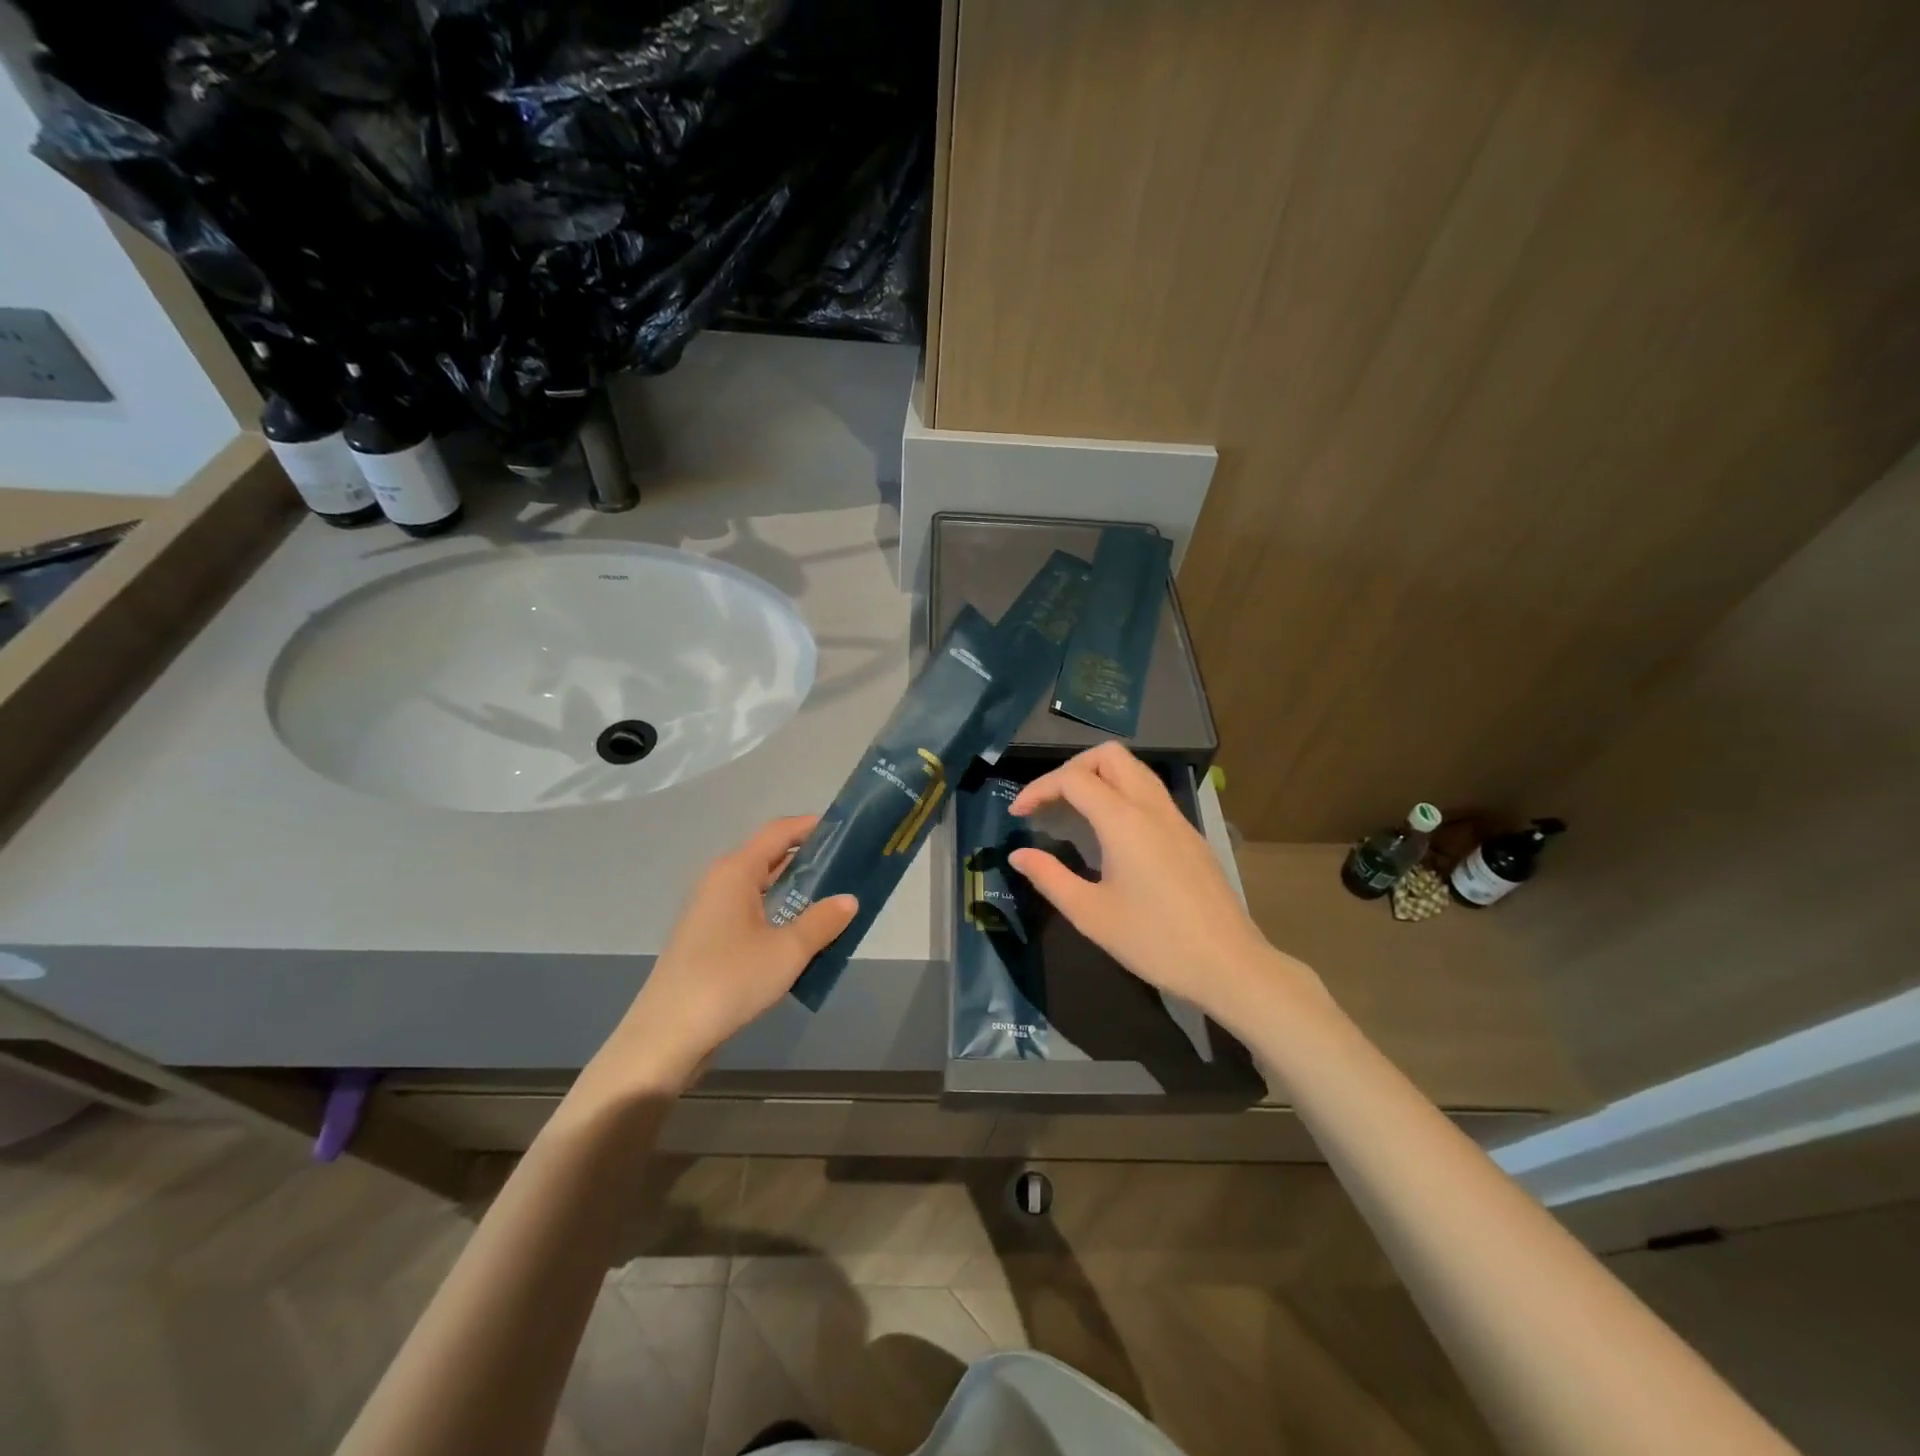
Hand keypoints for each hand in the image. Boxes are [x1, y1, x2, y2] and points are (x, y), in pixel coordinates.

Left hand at [572, 817, 857, 1106]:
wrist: (666, 1036)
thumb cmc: (729, 981)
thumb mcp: (787, 951)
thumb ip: (823, 921)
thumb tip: (849, 899)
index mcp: (736, 871)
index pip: (779, 831)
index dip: (813, 826)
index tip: (847, 832)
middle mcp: (720, 882)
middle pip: (770, 857)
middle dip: (809, 861)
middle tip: (850, 870)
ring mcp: (710, 911)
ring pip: (761, 888)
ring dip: (795, 891)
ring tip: (833, 903)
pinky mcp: (707, 939)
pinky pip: (751, 912)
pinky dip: (778, 914)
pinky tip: (800, 936)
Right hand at [1008, 743, 1324, 1030]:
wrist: (1228, 964)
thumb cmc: (1154, 941)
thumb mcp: (1090, 914)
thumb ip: (1049, 877)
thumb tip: (1018, 854)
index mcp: (1124, 821)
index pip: (1073, 779)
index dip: (1038, 789)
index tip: (1017, 814)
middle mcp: (1152, 807)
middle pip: (1109, 756)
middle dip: (1072, 769)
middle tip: (1050, 803)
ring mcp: (1176, 818)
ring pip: (1134, 770)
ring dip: (1099, 777)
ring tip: (1074, 811)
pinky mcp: (1189, 835)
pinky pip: (1150, 793)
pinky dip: (1121, 794)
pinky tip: (1110, 833)